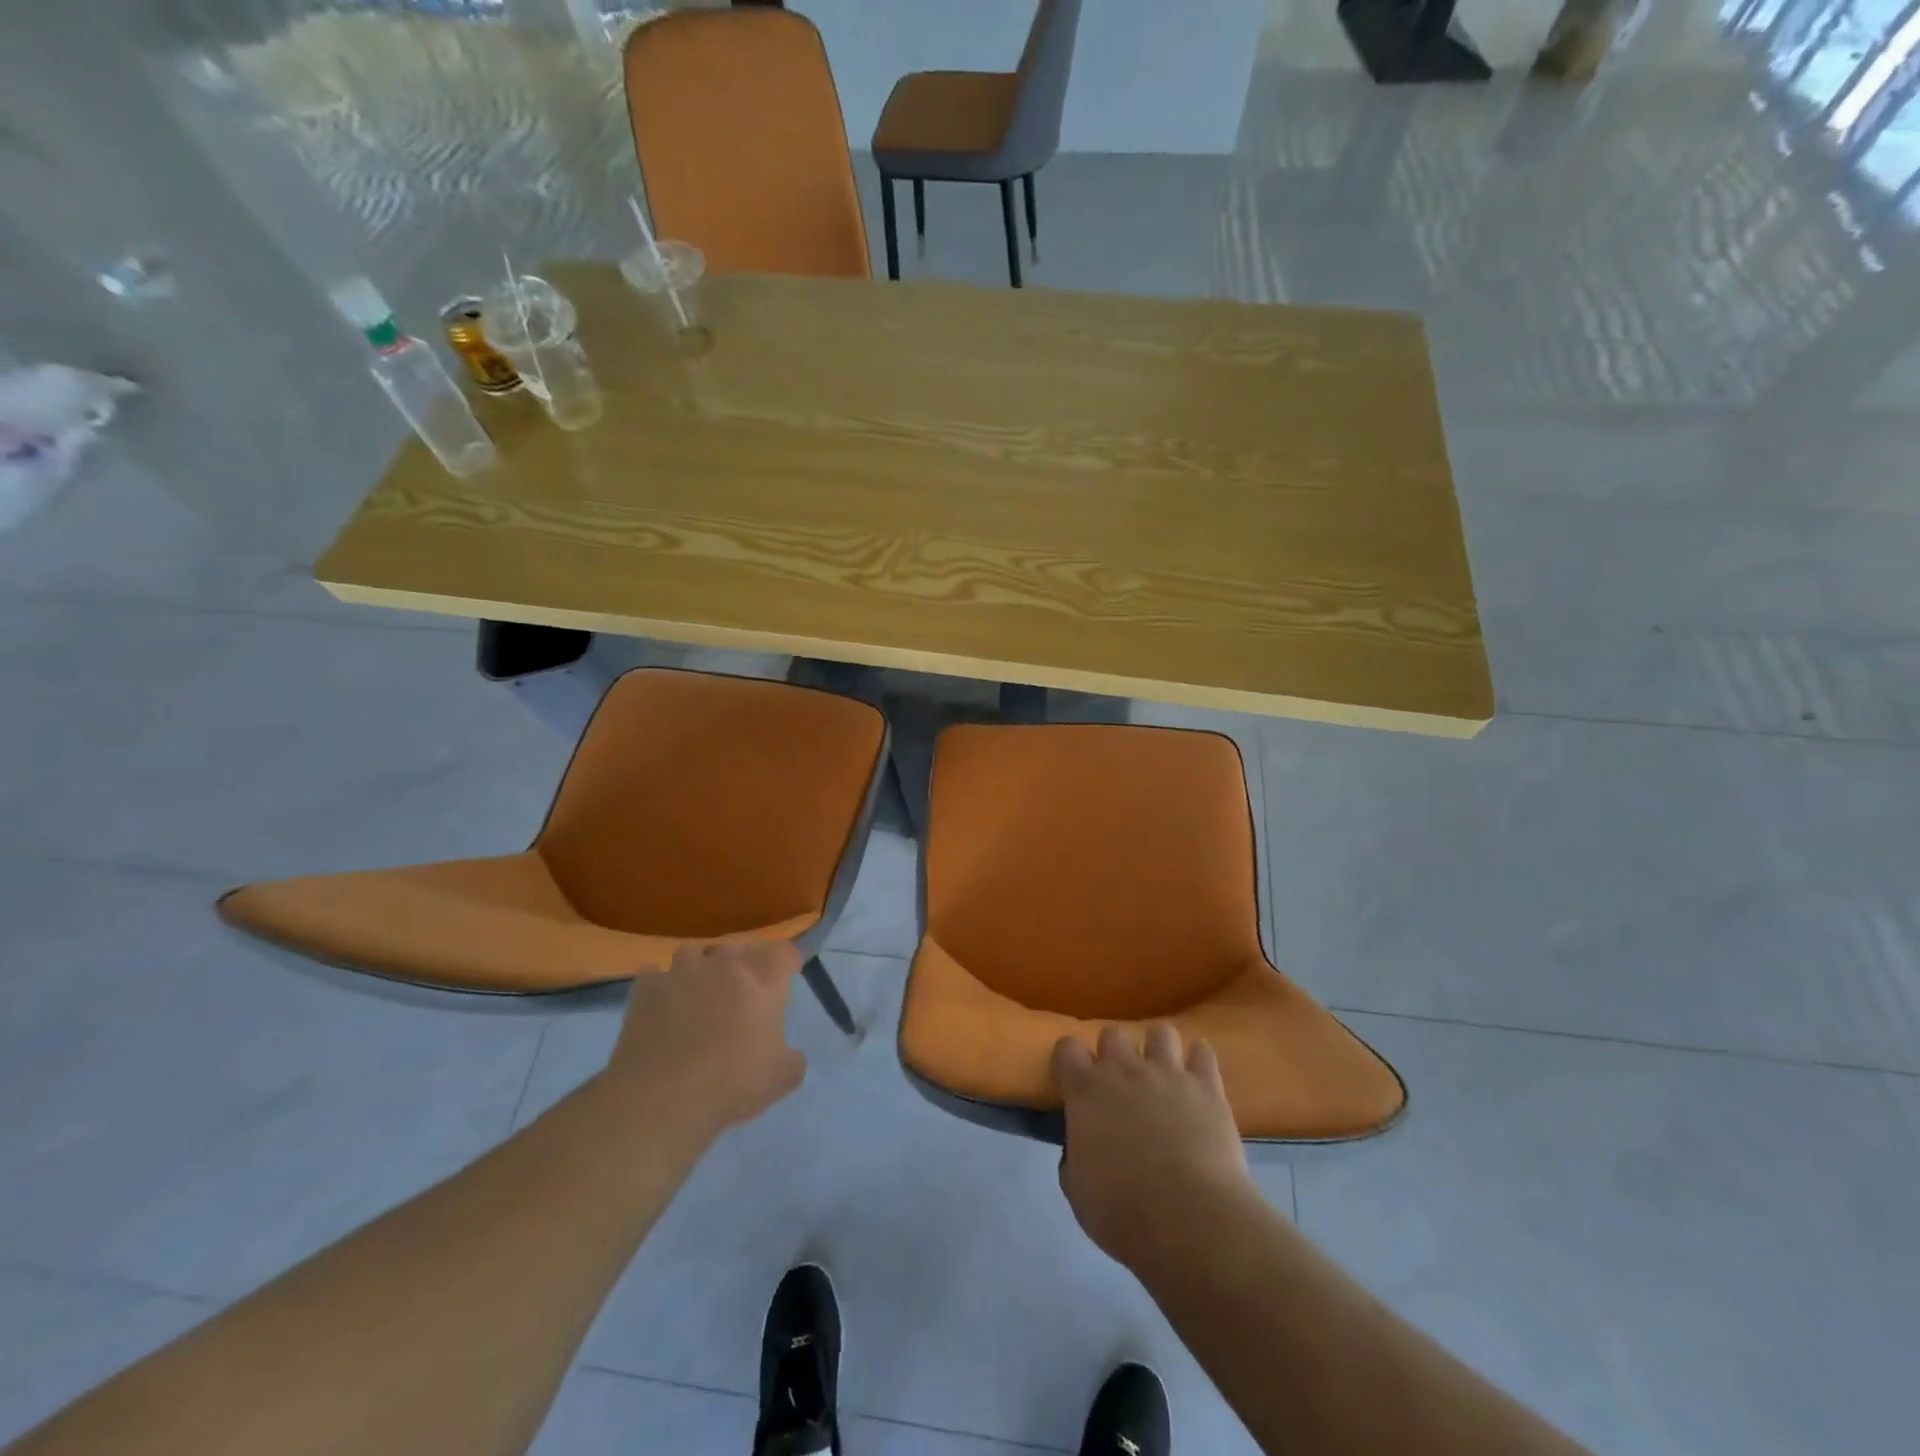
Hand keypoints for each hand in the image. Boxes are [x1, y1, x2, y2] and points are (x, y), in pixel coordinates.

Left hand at [603, 941, 806, 1137]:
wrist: (661, 1099)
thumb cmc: (731, 1083)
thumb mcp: (780, 1079)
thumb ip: (793, 1061)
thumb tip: (792, 1057)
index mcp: (762, 981)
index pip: (783, 951)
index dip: (787, 960)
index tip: (787, 974)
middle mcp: (724, 966)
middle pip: (738, 947)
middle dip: (742, 962)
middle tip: (741, 988)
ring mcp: (681, 972)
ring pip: (694, 952)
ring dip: (699, 966)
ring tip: (698, 990)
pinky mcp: (645, 988)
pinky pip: (654, 975)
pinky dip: (660, 986)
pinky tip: (661, 1005)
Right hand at [1053, 1023, 1251, 1270]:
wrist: (1189, 1220)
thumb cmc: (1123, 1212)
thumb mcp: (1078, 1191)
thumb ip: (1074, 1158)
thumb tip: (1080, 1148)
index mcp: (1086, 1090)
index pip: (1067, 1048)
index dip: (1070, 1060)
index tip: (1074, 1079)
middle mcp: (1124, 1070)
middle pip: (1113, 1033)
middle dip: (1114, 1052)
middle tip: (1121, 1082)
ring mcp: (1168, 1073)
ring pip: (1160, 1032)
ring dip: (1158, 1049)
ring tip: (1163, 1073)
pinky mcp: (1206, 1086)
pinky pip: (1203, 1053)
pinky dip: (1200, 1060)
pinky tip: (1198, 1077)